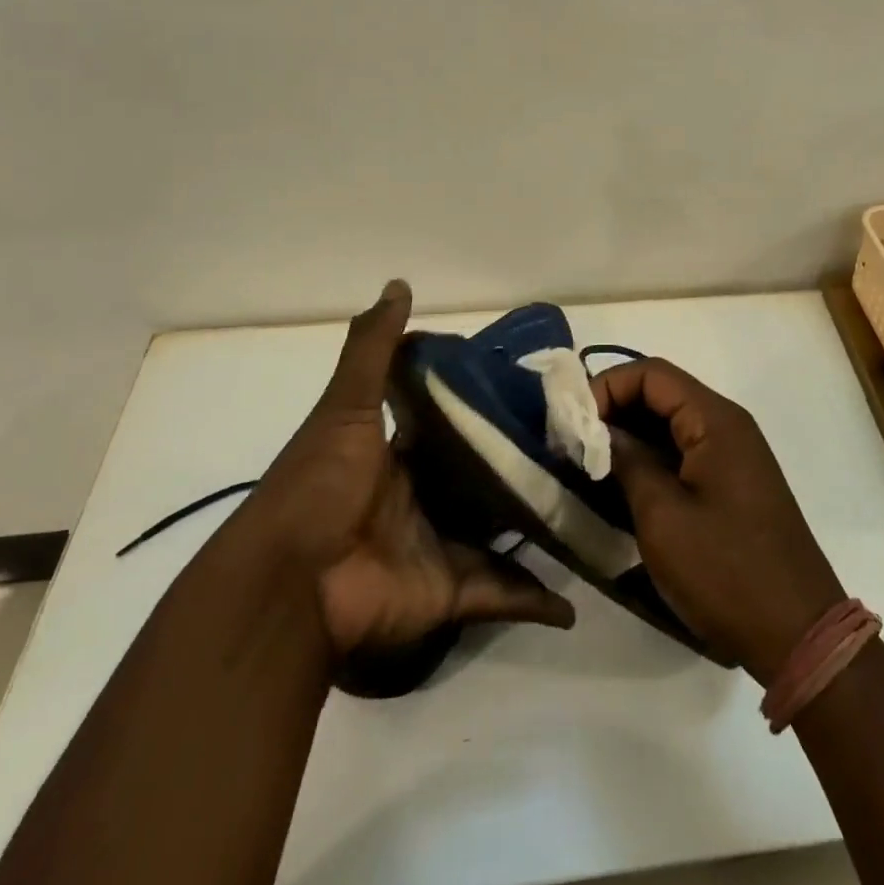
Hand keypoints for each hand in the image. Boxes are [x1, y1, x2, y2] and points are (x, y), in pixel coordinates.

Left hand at [252, 280, 574, 657]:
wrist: (289, 586)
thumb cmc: (319, 486)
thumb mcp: (345, 407)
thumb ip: (373, 350)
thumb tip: (400, 284)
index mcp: (400, 455)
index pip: (454, 424)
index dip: (489, 406)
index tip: (539, 387)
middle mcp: (425, 498)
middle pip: (485, 477)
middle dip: (526, 464)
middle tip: (582, 441)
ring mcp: (441, 546)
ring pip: (503, 531)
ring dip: (540, 523)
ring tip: (594, 503)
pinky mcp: (453, 591)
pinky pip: (502, 593)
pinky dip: (536, 600)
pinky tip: (574, 599)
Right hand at [594, 358, 844, 684]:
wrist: (798, 633)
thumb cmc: (726, 571)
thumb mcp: (662, 516)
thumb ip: (627, 462)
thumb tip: (596, 430)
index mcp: (715, 420)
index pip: (651, 374)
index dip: (607, 387)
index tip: (571, 422)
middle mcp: (727, 425)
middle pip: (661, 394)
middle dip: (613, 410)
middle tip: (572, 443)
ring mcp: (732, 456)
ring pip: (670, 425)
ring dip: (628, 437)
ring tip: (586, 465)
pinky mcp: (731, 484)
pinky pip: (683, 454)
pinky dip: (649, 461)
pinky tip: (619, 487)